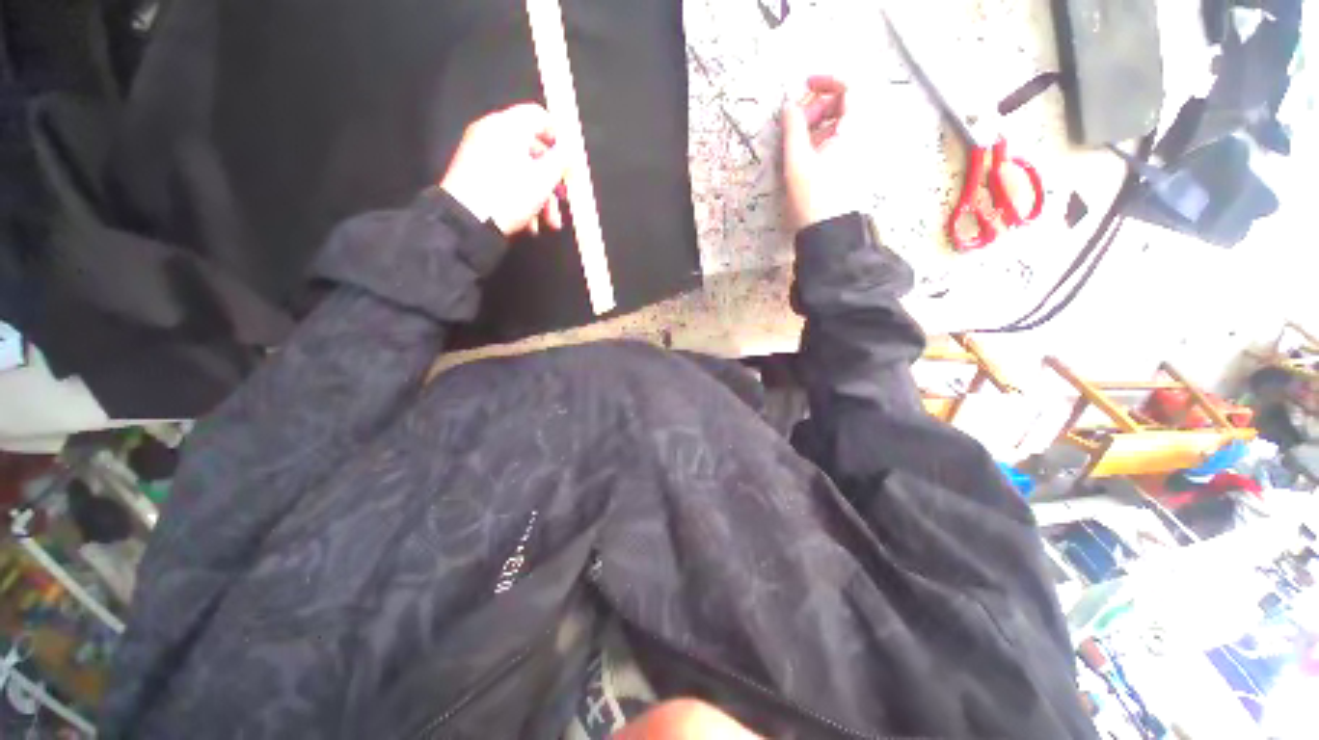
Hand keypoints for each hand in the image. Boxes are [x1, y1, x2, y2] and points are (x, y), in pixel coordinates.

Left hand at [439, 104, 567, 236]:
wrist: (467, 220)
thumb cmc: (509, 195)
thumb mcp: (544, 179)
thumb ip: (561, 160)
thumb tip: (569, 150)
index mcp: (508, 126)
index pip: (539, 115)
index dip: (559, 137)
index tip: (569, 161)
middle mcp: (491, 132)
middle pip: (532, 149)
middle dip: (551, 179)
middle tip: (562, 200)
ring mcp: (479, 151)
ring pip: (520, 168)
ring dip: (539, 196)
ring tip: (548, 222)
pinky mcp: (472, 172)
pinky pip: (505, 178)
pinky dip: (520, 197)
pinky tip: (529, 222)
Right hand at [781, 76, 854, 229]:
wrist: (828, 232)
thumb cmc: (814, 197)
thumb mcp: (798, 161)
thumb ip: (793, 128)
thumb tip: (789, 105)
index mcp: (855, 129)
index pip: (851, 86)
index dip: (828, 79)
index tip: (805, 84)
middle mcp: (862, 136)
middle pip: (846, 103)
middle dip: (819, 104)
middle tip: (797, 119)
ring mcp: (857, 151)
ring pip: (841, 122)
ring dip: (818, 122)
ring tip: (797, 138)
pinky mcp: (850, 165)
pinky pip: (839, 139)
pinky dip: (822, 137)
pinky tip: (805, 153)